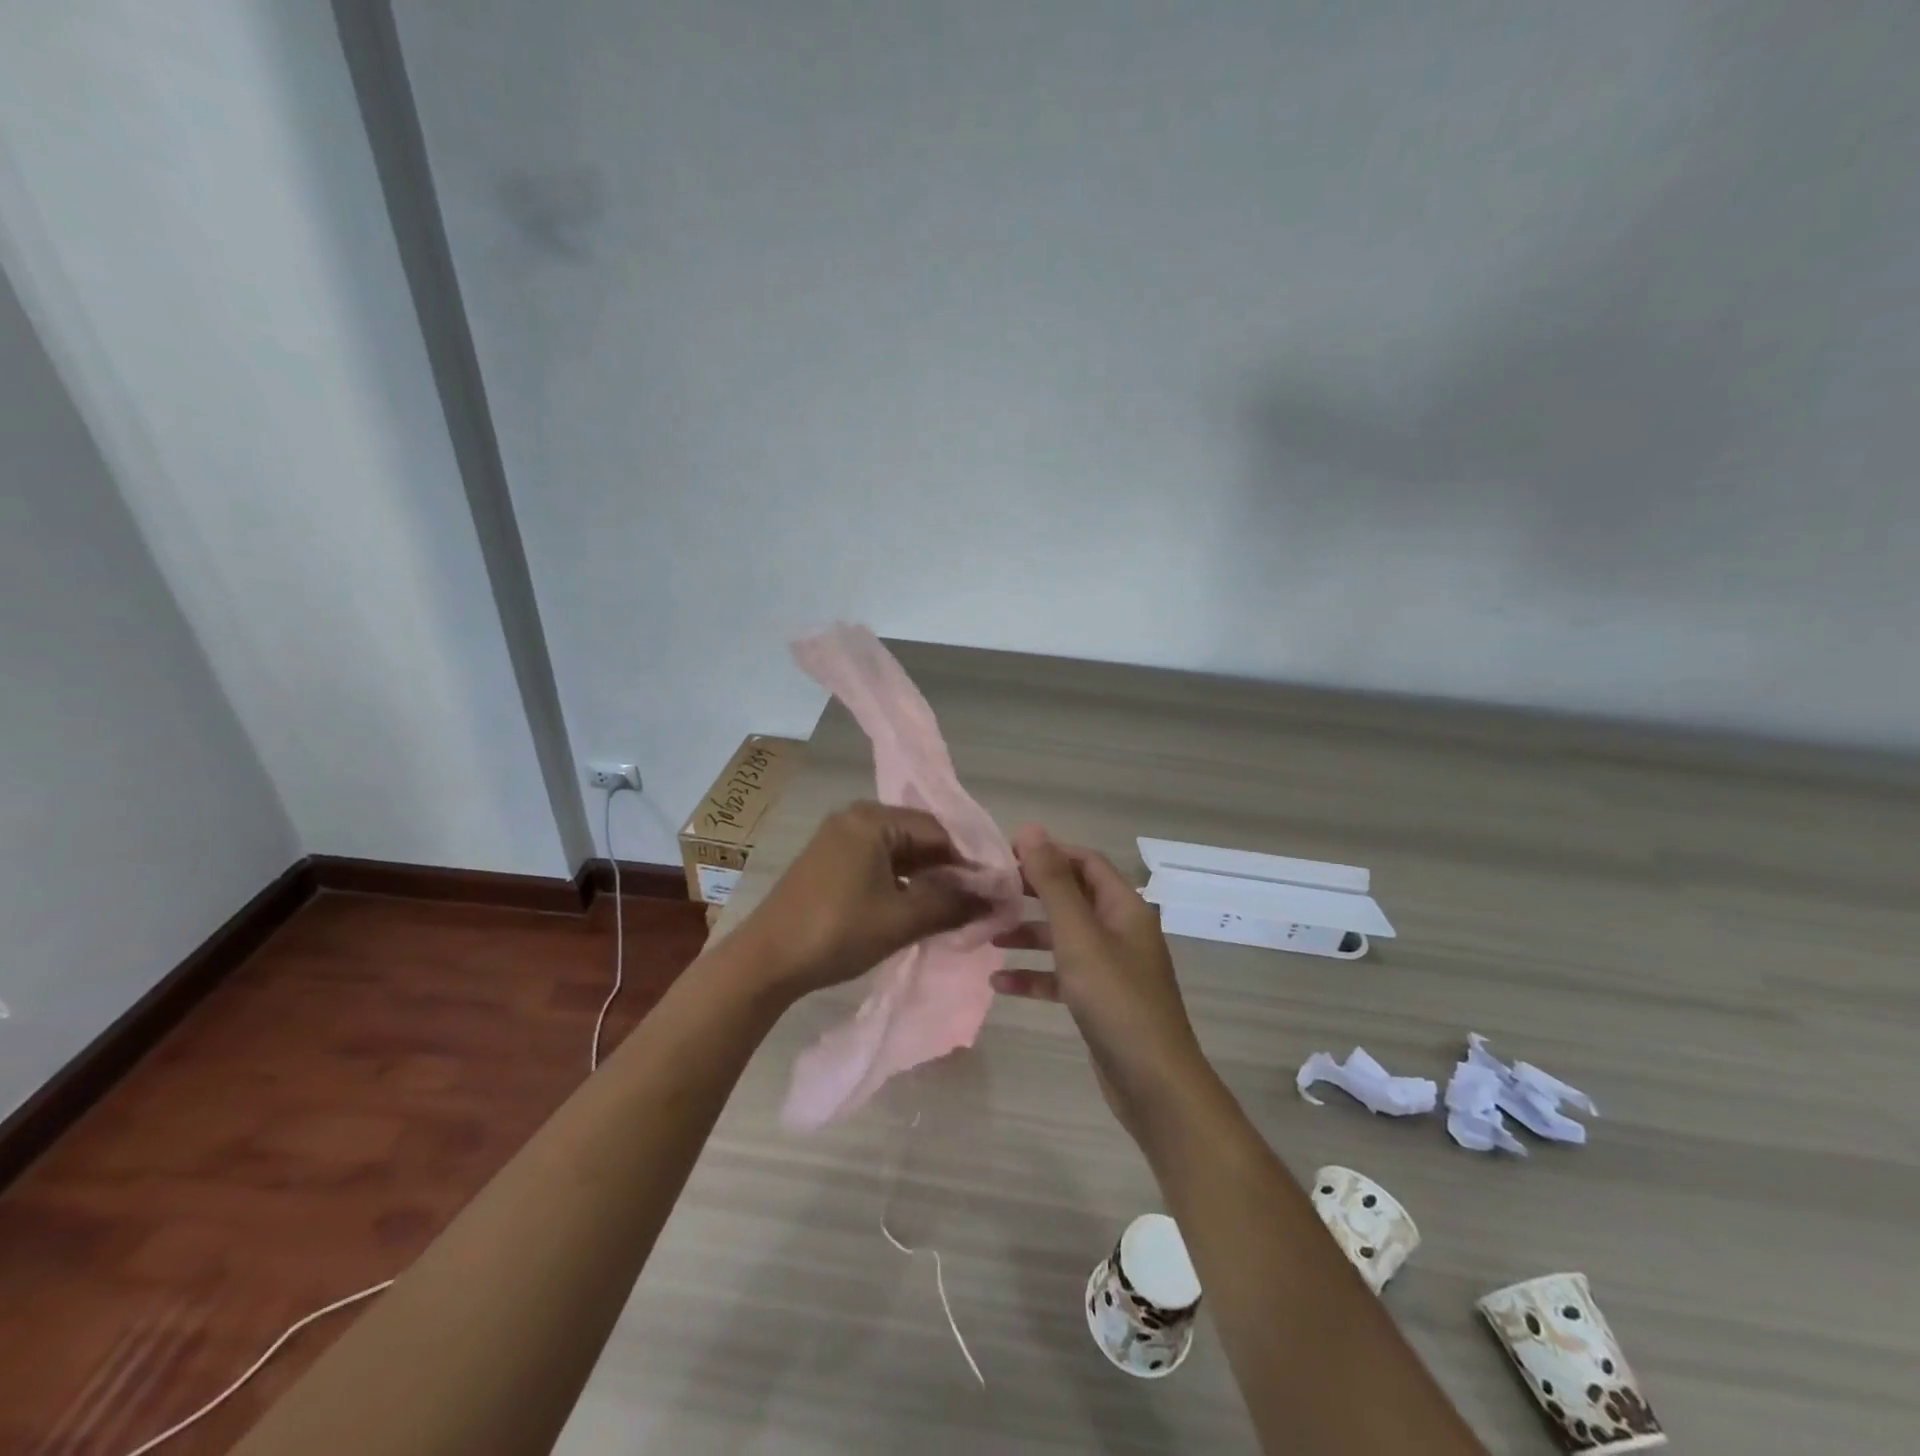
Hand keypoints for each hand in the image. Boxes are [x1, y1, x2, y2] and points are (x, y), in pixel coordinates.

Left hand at [735, 801, 988, 999]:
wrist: (765, 961)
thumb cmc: (837, 931)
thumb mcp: (902, 919)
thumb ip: (952, 904)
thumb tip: (995, 900)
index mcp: (873, 819)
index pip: (939, 830)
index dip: (970, 861)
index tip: (993, 891)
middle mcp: (855, 817)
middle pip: (919, 837)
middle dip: (949, 869)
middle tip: (977, 902)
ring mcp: (839, 838)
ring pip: (899, 851)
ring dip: (926, 877)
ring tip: (953, 908)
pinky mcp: (829, 861)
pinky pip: (878, 862)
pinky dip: (901, 881)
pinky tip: (917, 907)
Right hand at [991, 825, 1217, 1144]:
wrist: (1153, 1084)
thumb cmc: (1116, 1000)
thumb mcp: (1079, 936)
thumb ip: (1053, 883)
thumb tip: (1031, 829)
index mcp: (1124, 907)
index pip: (1085, 862)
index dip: (1048, 852)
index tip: (1005, 854)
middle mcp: (1121, 930)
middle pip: (1073, 897)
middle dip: (1032, 892)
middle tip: (990, 890)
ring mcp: (1112, 967)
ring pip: (1064, 937)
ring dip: (1028, 934)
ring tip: (987, 934)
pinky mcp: (1100, 1000)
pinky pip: (1063, 975)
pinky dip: (1035, 975)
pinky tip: (1000, 984)